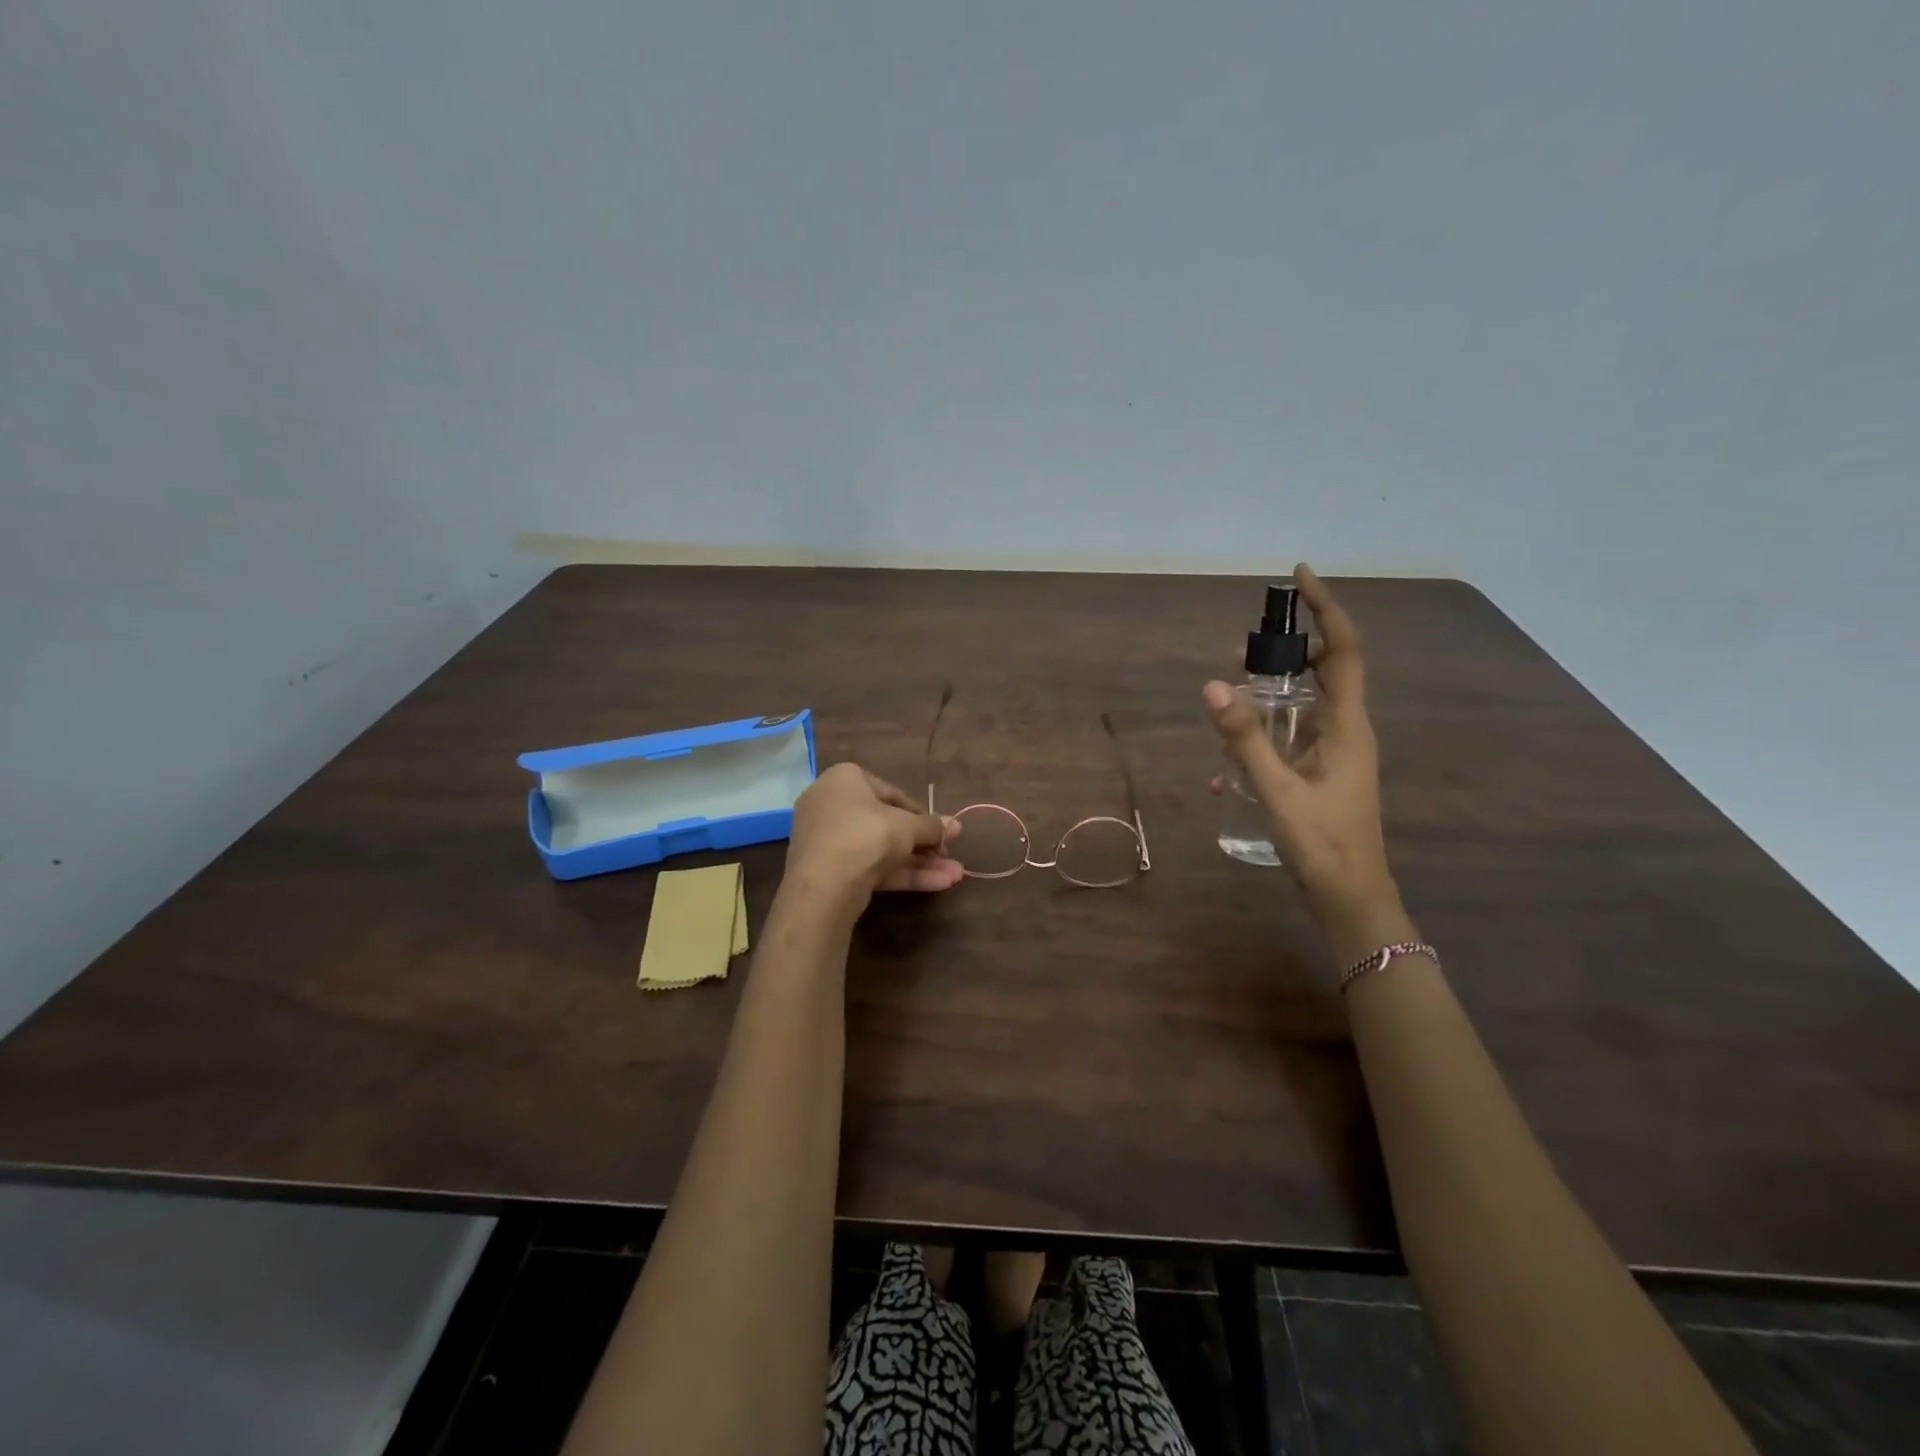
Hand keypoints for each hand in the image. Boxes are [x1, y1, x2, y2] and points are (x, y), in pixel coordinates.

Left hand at [787, 763, 964, 898]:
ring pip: (881, 849)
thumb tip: (956, 826)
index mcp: (844, 779)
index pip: (891, 793)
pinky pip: (871, 866)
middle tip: (949, 854)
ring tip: (955, 875)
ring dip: (919, 862)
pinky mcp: (829, 871)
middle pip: (887, 824)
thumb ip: (932, 826)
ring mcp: (828, 840)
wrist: (822, 887)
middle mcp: (831, 804)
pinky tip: (938, 884)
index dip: (922, 813)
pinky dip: (902, 874)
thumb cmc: (865, 835)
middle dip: (923, 843)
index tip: (943, 830)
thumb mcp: (906, 826)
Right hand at [1205, 564, 1401, 937]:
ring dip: (1269, 696)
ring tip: (1230, 699)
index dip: (1324, 608)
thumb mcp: (1276, 790)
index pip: (1342, 650)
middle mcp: (1346, 730)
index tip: (1299, 576)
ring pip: (1304, 705)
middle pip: (1323, 670)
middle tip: (1242, 651)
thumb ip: (1243, 739)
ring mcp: (1335, 753)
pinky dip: (1262, 737)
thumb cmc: (1323, 844)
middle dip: (1285, 652)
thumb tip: (1213, 685)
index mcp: (1347, 725)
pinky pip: (1291, 738)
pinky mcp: (1322, 774)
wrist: (1350, 899)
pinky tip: (1226, 769)